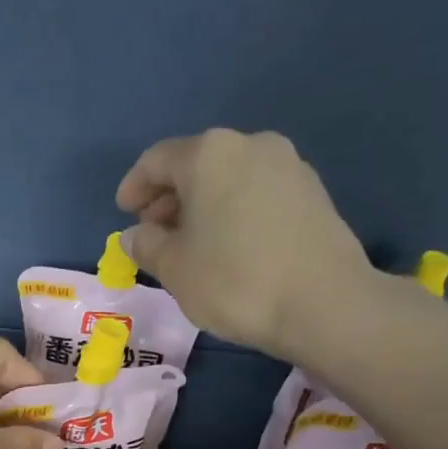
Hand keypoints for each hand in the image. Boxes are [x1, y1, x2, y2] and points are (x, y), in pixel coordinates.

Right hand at [115, 128, 379, 359]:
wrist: (323, 303)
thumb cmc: (234, 280)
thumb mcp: (174, 268)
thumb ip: (146, 245)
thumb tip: (134, 235)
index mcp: (208, 154)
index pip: (156, 160)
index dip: (134, 187)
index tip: (124, 214)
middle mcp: (250, 145)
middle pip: (196, 164)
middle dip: (169, 198)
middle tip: (154, 233)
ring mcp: (288, 165)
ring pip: (228, 179)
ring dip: (202, 206)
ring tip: (191, 244)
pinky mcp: (312, 192)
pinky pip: (256, 193)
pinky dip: (233, 211)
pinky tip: (228, 246)